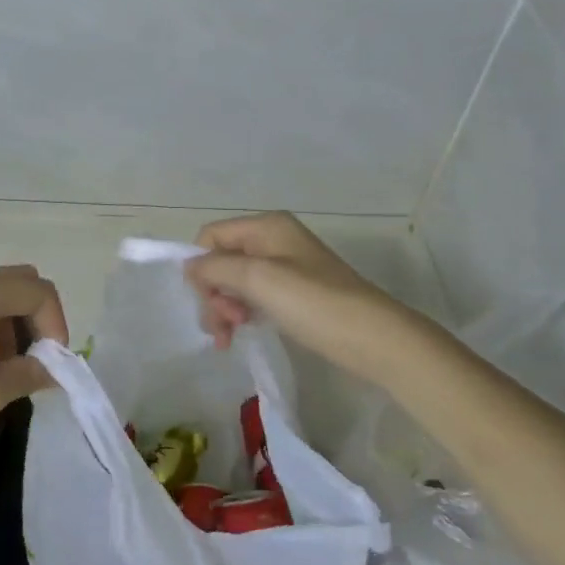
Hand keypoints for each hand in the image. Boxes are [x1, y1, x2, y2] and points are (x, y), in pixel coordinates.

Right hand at [186, 212, 413, 384]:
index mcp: (266, 227)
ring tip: (230, 338)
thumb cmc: (314, 303)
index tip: (207, 301)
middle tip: (224, 326)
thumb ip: (216, 267)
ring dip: (225, 308)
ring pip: (235, 282)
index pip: (211, 236)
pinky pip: (253, 297)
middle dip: (214, 293)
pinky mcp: (293, 294)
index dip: (201, 267)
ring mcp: (284, 268)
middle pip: (221, 260)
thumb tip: (190, 266)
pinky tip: (241, 334)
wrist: (374, 338)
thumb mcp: (258, 278)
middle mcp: (273, 240)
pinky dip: (242, 314)